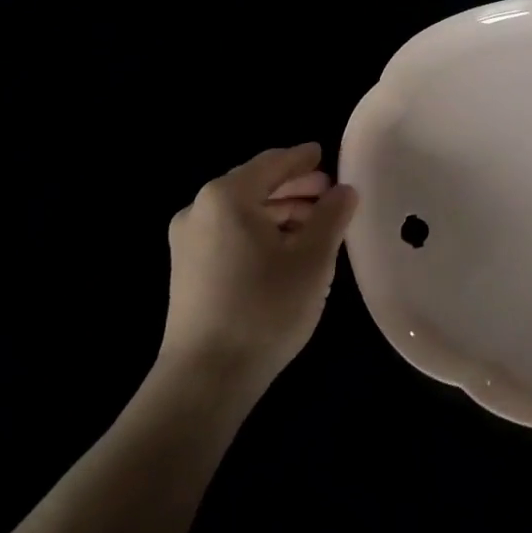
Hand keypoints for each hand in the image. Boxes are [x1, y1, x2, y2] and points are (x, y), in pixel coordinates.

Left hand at [155, 143, 358, 408]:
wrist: (205, 377)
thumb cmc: (265, 308)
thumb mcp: (312, 259)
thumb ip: (332, 216)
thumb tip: (345, 190)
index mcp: (227, 196)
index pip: (273, 163)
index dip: (303, 159)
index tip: (326, 155)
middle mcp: (199, 209)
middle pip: (255, 185)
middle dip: (294, 188)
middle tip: (330, 194)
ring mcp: (187, 241)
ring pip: (242, 211)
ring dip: (279, 211)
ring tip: (315, 225)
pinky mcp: (186, 270)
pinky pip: (229, 234)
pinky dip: (259, 231)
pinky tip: (285, 250)